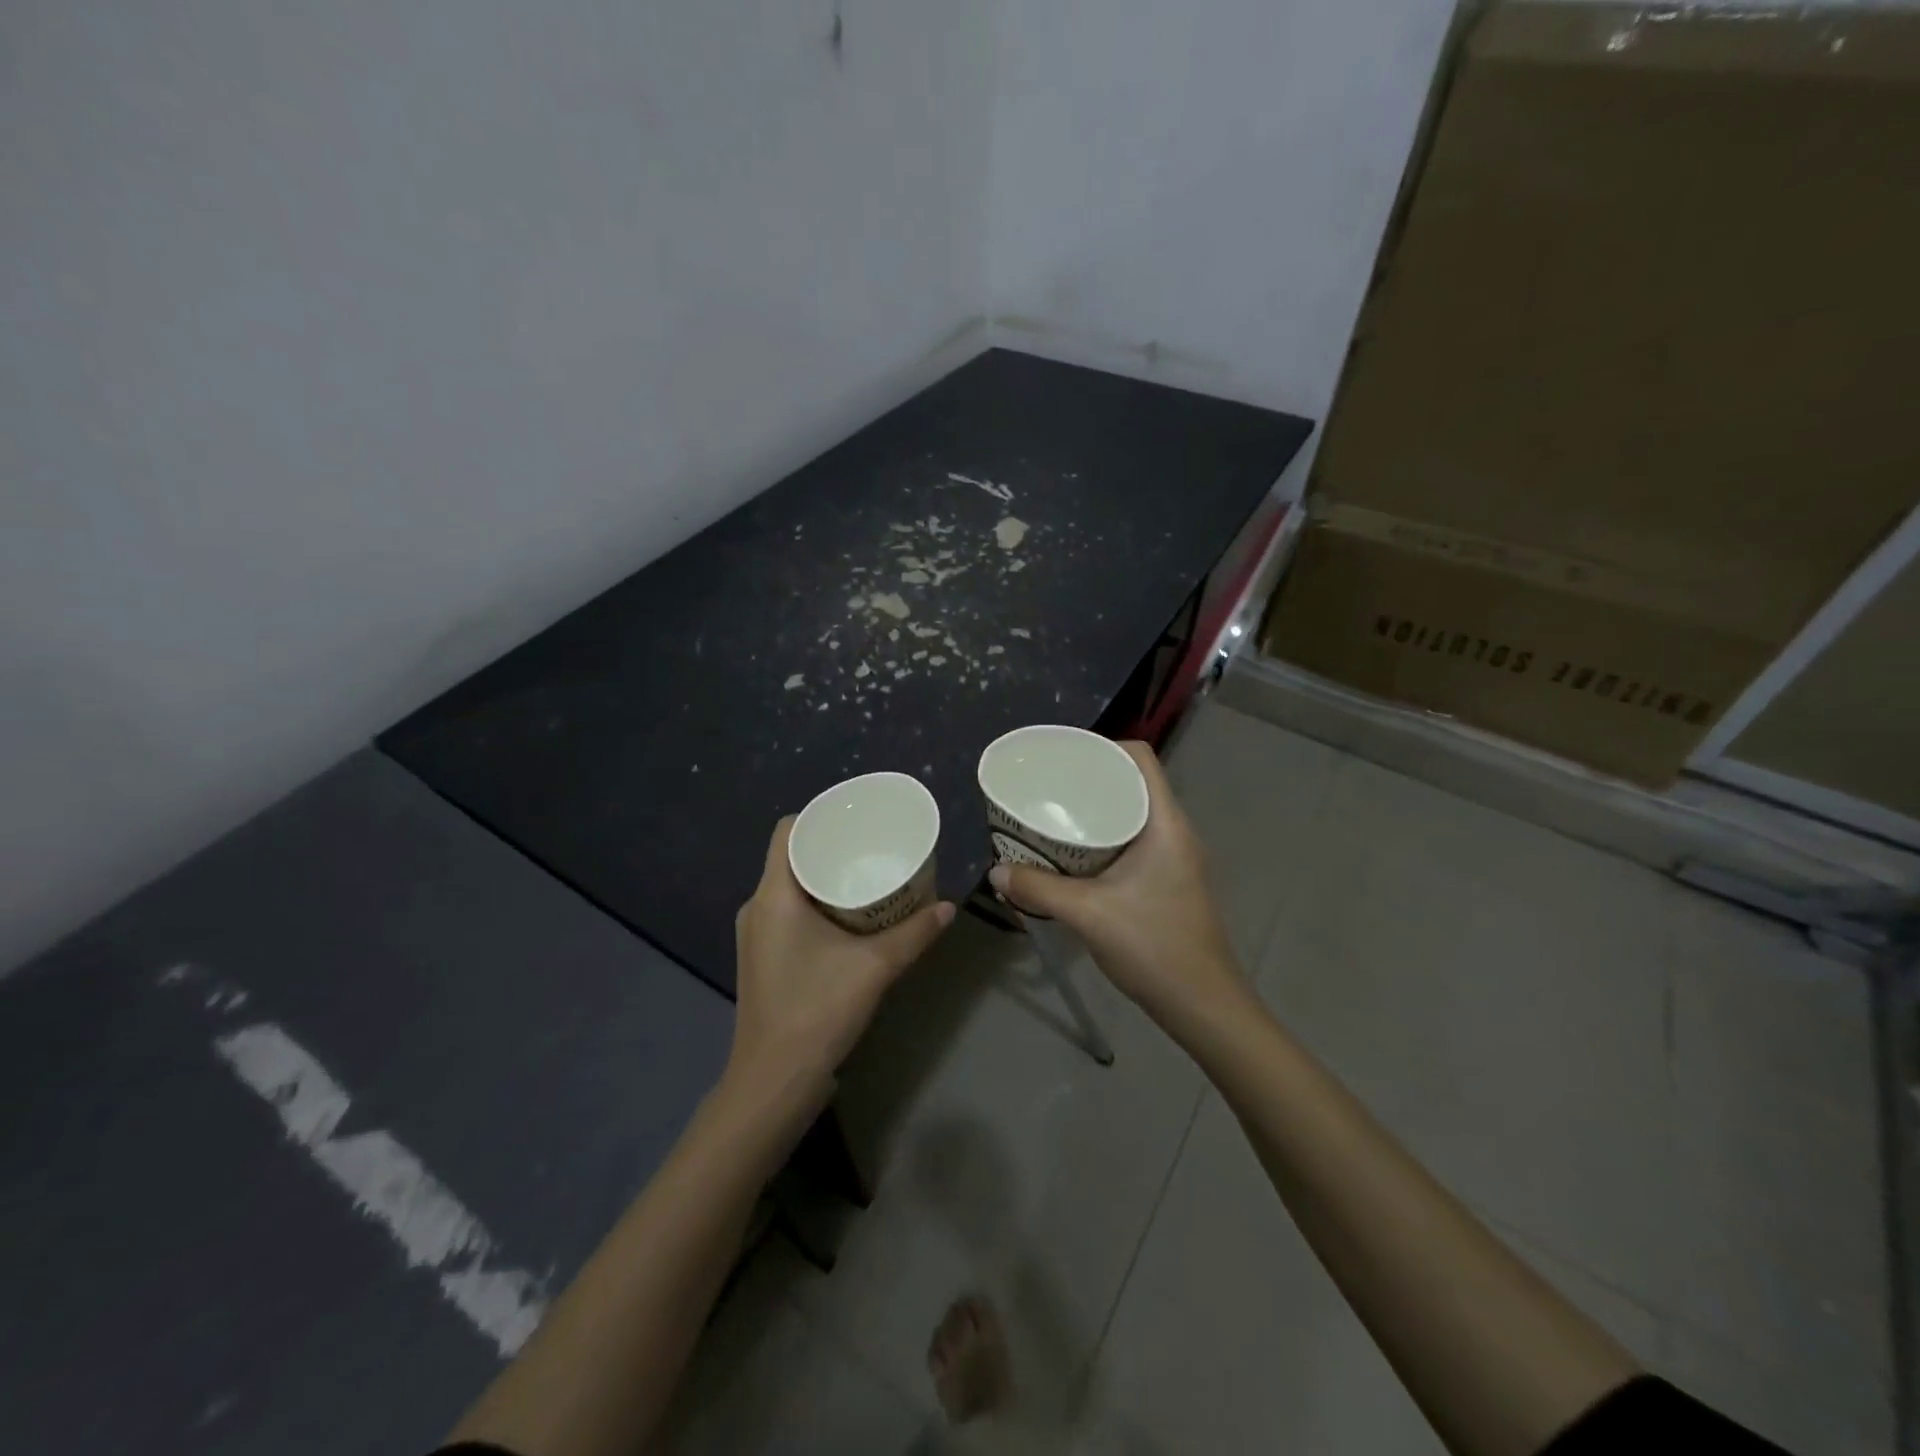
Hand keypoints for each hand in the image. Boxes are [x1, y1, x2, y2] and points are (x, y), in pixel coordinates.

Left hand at [729, 817, 954, 1115]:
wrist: (774, 1082)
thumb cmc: (817, 1011)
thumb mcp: (875, 967)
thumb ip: (915, 934)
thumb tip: (948, 907)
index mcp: (774, 895)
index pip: (787, 831)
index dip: (820, 817)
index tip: (857, 819)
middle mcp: (757, 907)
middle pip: (792, 856)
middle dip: (832, 847)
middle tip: (874, 845)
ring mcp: (756, 934)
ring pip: (790, 886)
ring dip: (825, 877)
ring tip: (868, 875)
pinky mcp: (763, 957)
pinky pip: (789, 911)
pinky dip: (817, 903)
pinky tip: (850, 916)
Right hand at [988, 741, 1248, 1029]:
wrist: (1202, 1004)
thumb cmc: (1153, 946)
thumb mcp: (1088, 914)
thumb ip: (1038, 889)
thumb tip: (996, 872)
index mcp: (1165, 823)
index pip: (1141, 758)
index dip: (1104, 747)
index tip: (1064, 758)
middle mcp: (1174, 831)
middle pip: (1133, 783)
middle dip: (1090, 780)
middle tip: (1048, 787)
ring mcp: (1174, 858)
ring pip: (1132, 814)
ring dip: (1096, 812)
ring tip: (1054, 816)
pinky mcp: (1168, 881)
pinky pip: (1132, 841)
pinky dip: (1103, 839)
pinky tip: (1073, 857)